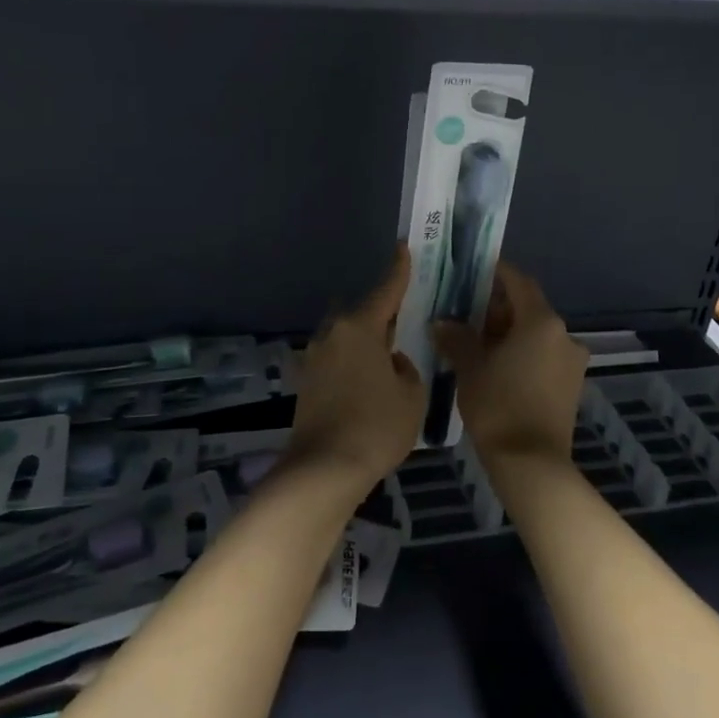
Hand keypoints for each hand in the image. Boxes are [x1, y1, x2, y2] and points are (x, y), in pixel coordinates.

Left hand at [284, 248, 425, 496]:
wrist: (324, 469)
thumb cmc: (376, 426)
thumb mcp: (411, 395)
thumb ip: (406, 369)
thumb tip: (393, 363)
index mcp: (359, 327)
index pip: (385, 291)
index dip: (398, 270)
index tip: (404, 248)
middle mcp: (332, 334)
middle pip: (361, 314)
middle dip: (381, 314)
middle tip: (405, 320)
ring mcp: (314, 358)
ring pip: (347, 338)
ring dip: (366, 342)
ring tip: (389, 356)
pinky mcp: (306, 382)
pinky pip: (337, 359)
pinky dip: (354, 362)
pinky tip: (369, 380)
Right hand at [433, 262, 586, 464]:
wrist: (532, 464)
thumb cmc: (498, 407)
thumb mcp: (470, 368)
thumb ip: (457, 338)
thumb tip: (443, 322)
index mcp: (541, 322)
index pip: (518, 282)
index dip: (496, 273)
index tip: (473, 271)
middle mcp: (564, 335)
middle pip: (528, 308)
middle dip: (498, 306)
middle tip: (465, 310)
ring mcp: (571, 362)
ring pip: (537, 334)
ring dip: (509, 332)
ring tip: (476, 341)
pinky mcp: (571, 385)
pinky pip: (543, 356)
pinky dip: (522, 352)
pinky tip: (496, 366)